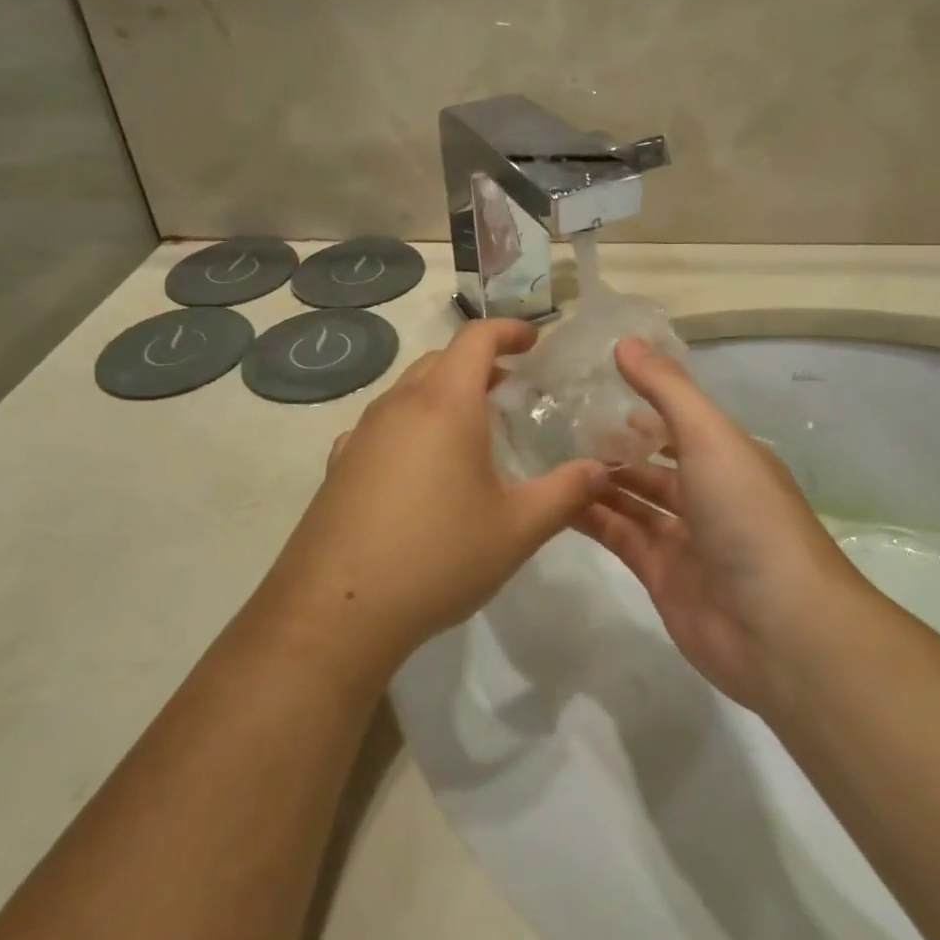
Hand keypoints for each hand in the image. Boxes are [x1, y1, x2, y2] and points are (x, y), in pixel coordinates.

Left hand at [265, 319, 612, 671]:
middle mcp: (399, 405)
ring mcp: (362, 434)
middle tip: (509, 388)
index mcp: (446, 404)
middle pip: (440, 360)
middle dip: (477, 362)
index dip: (509, 330)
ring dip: (442, 392)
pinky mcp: (339, 465)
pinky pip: (381, 425)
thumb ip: (566, 493)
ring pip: (407, 390)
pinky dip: (409, 424)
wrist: (338, 610)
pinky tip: (418, 465)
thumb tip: (601, 470)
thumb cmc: (439, 557)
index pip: (476, 339)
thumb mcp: (517, 529)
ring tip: (468, 428)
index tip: (534, 340)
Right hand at [575, 339, 863, 713]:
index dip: (640, 404)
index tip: (591, 385)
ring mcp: (683, 538)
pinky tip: (553, 498)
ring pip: (631, 500)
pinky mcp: (659, 576)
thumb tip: (624, 341)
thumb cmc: (748, 515)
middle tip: (557, 423)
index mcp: (727, 457)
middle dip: (613, 445)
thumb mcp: (710, 437)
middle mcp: (707, 493)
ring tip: (546, 455)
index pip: (677, 422)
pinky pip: (619, 536)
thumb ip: (666, 389)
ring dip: (596, 480)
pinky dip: (591, 518)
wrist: (780, 629)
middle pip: (652, 463)